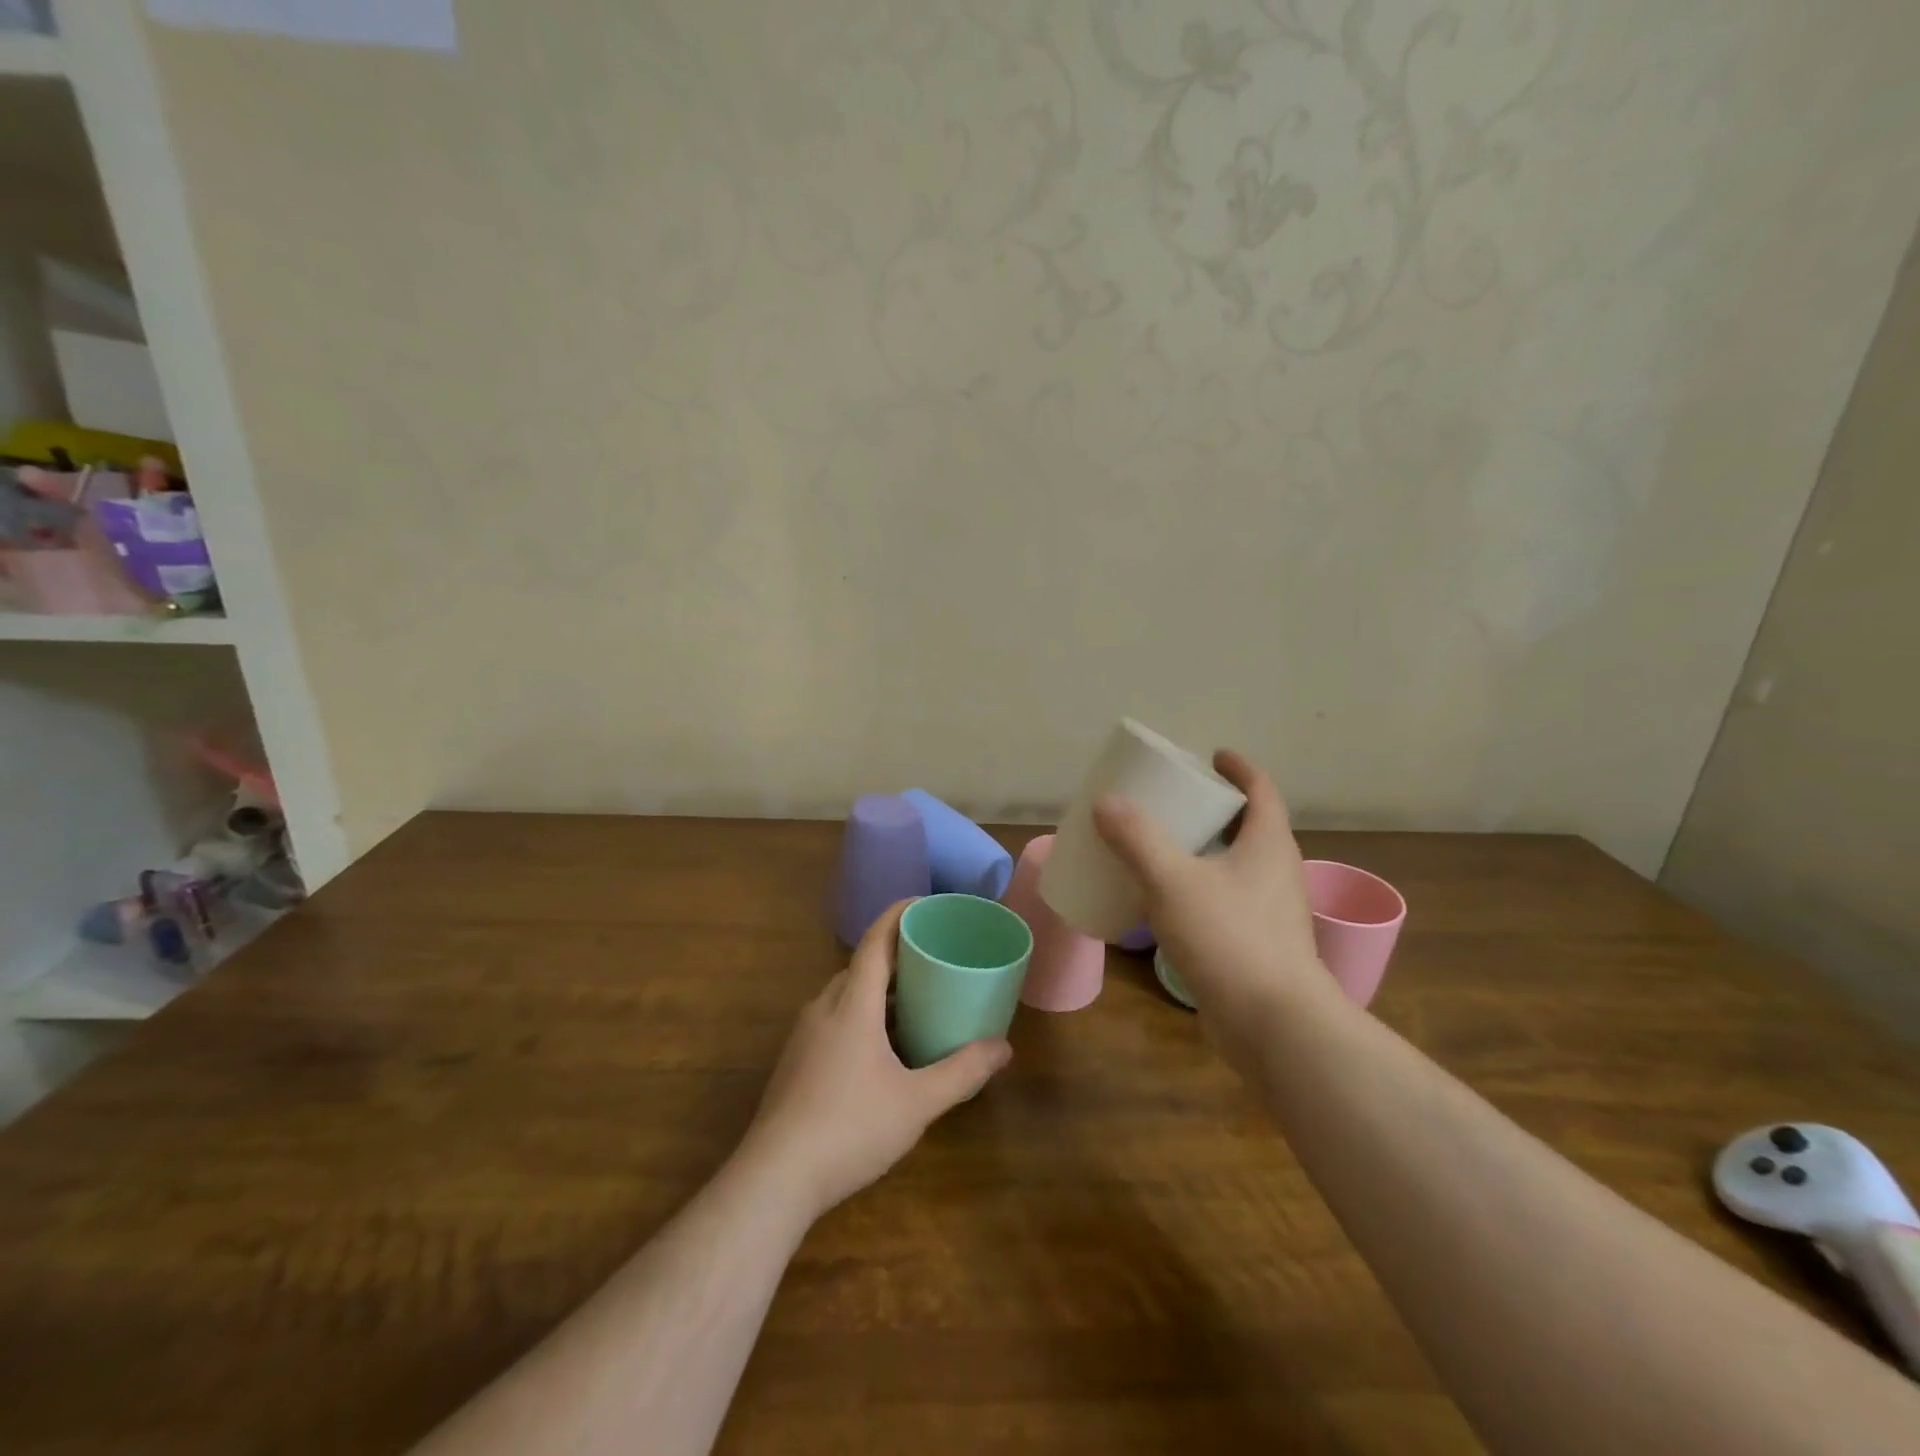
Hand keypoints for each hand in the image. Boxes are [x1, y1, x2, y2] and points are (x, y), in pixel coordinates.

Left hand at [738, 901, 1011, 1221]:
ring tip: (914, 1005)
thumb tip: (1004, 1048)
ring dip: (879, 991)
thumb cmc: (850, 1128)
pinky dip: (861, 1016)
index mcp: (852, 1004)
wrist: (774, 1178)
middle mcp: (824, 1008)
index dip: (899, 914)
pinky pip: (833, 1019)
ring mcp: (804, 1035)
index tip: (925, 903)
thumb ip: (963, 1072)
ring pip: (846, 995)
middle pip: (861, 966)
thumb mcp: (917, 1102)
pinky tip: (881, 1050)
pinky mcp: (795, 1061)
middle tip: (933, 960)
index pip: (876, 941)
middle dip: (896, 957)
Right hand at [1093, 750, 1339, 1069]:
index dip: (1237, 768)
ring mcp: (1270, 911)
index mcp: (1268, 844)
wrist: (1274, 1025)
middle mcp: (1276, 871)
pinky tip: (1164, 902)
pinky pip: (1225, 900)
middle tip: (1172, 802)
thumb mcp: (1173, 880)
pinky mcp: (1257, 944)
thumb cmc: (1230, 938)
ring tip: (1160, 847)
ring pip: (1235, 865)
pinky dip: (1198, 888)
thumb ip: (1137, 839)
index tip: (1210, 756)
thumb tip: (1106, 802)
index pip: (1260, 789)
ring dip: (1203, 851)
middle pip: (1248, 825)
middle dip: (1212, 809)